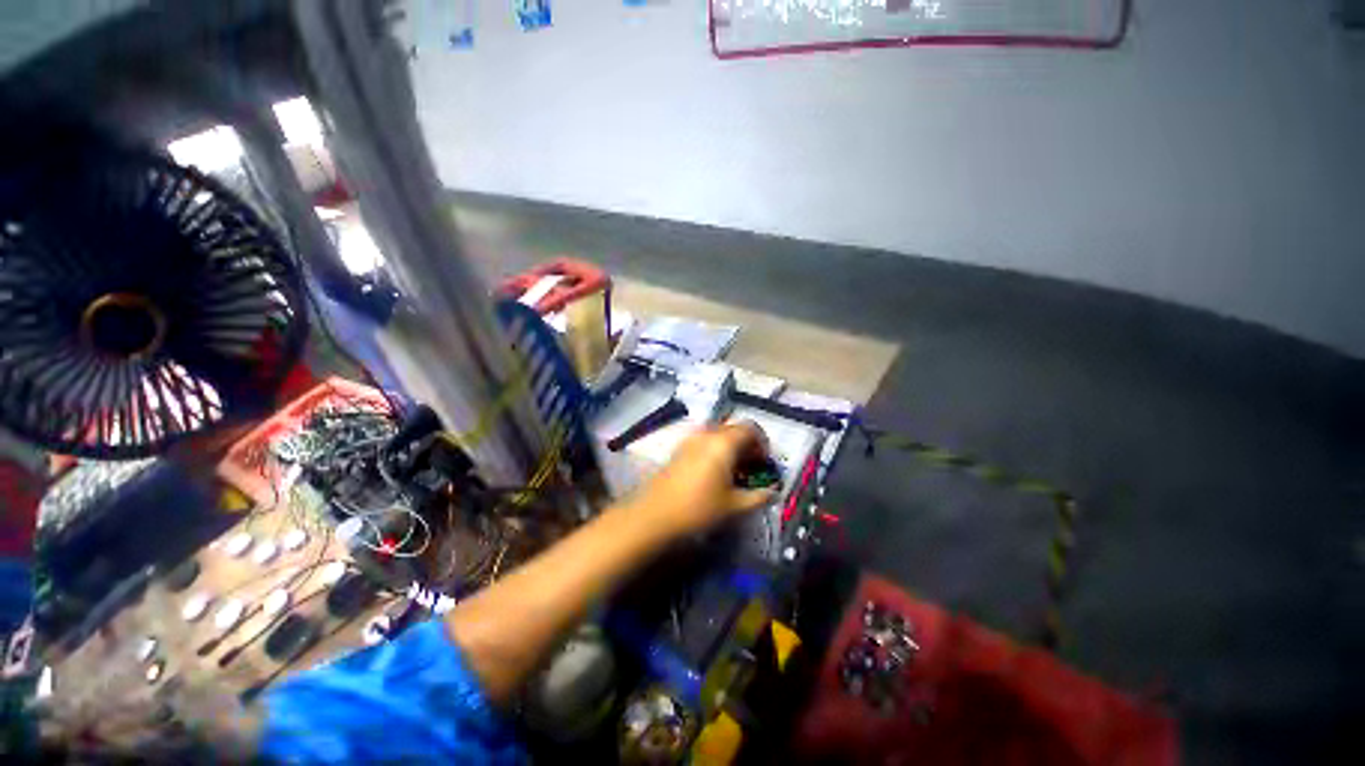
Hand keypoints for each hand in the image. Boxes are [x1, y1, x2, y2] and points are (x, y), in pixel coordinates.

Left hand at [628, 422, 776, 535]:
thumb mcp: (734, 506)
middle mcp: (707, 434)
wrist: (655, 514)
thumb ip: (758, 496)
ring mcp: (691, 439)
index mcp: (723, 442)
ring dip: (731, 447)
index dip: (762, 443)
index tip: (764, 463)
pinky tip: (714, 472)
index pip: (750, 428)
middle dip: (747, 445)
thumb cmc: (699, 508)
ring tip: (734, 470)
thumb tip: (774, 491)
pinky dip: (715, 449)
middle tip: (752, 467)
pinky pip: (704, 440)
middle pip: (734, 429)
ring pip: (718, 434)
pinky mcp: (680, 448)